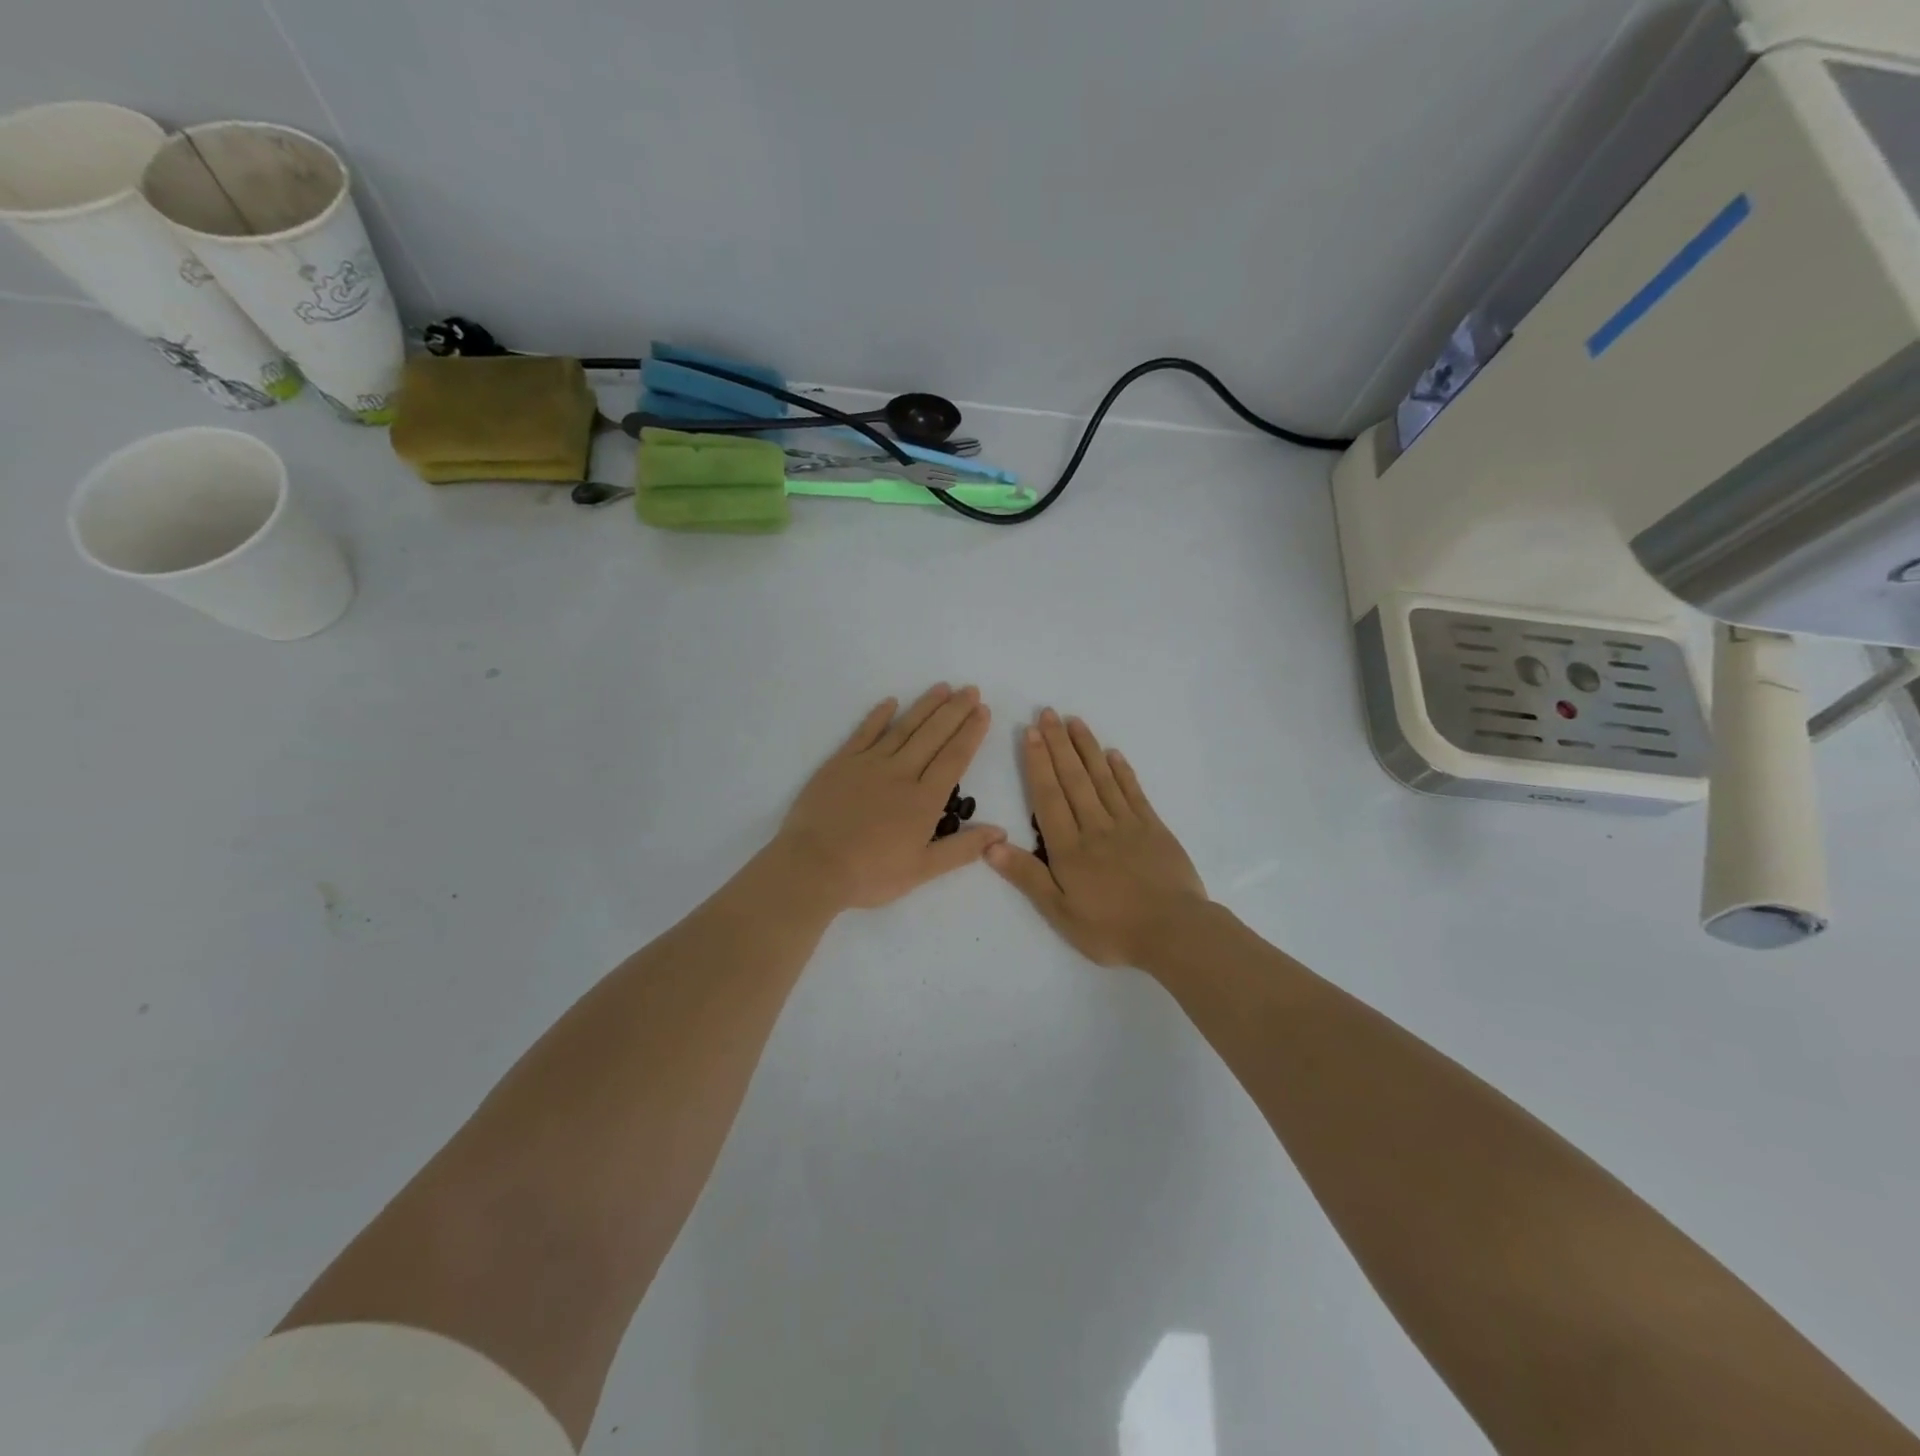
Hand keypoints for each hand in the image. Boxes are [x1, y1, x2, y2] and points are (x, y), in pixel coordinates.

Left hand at [777, 685, 1005, 910]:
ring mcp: (869, 764)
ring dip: (925, 706)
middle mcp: (901, 773)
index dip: (971, 732)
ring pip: (903, 728)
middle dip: (955, 710)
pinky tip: (891, 701)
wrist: (813, 866)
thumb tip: (1000, 832)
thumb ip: (962, 849)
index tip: (983, 710)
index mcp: (924, 800)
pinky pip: (864, 733)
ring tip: (943, 687)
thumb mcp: (922, 870)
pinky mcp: (841, 763)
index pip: (954, 758)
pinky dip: (878, 716)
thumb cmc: (871, 874)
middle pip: (933, 735)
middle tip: (971, 689)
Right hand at [988, 710, 1208, 967]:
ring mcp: (1127, 824)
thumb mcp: (1060, 912)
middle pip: (1073, 778)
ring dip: (1087, 748)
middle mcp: (1095, 826)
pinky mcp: (1153, 828)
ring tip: (1074, 721)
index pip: (1048, 796)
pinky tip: (1113, 754)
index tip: (1030, 733)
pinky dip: (1122, 771)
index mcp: (1069, 848)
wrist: (1174, 933)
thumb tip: (989, 844)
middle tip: (1048, 713)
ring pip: (1102, 778)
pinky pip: (1133, 792)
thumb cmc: (1111, 929)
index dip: (1038, 763)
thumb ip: (1027, 876)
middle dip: (1058, 745)